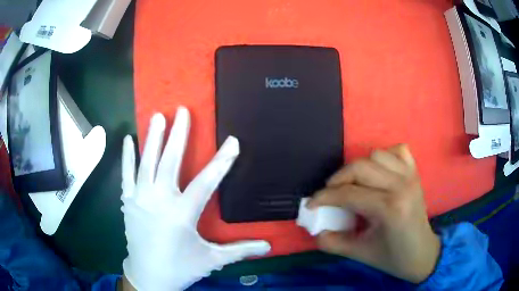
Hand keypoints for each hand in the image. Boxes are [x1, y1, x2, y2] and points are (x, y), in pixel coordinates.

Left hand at [121, 107, 270, 290]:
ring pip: (146, 162)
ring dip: (152, 138)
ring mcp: (140, 199)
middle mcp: (159, 201)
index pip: (205, 182)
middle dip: (178, 135)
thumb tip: (269, 246)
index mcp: (181, 214)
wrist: (148, 276)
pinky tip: (128, 138)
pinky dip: (127, 156)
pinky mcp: (128, 202)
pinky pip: (126, 174)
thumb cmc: (180, 267)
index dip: (221, 162)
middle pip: (169, 161)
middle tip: (183, 111)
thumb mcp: (211, 259)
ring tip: (158, 116)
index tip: (232, 142)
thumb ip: (239, 250)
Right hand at [308, 144, 439, 282]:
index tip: (311, 204)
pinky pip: (398, 151)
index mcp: (390, 208)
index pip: (349, 193)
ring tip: (354, 185)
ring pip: (377, 154)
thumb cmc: (393, 257)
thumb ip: (333, 242)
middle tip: (329, 195)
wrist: (422, 253)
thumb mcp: (360, 253)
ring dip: (360, 168)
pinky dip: (384, 157)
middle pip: (361, 167)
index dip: (324, 197)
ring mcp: (410, 176)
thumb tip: (315, 230)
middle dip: (338, 179)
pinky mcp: (415, 173)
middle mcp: (401, 185)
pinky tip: (379, 173)